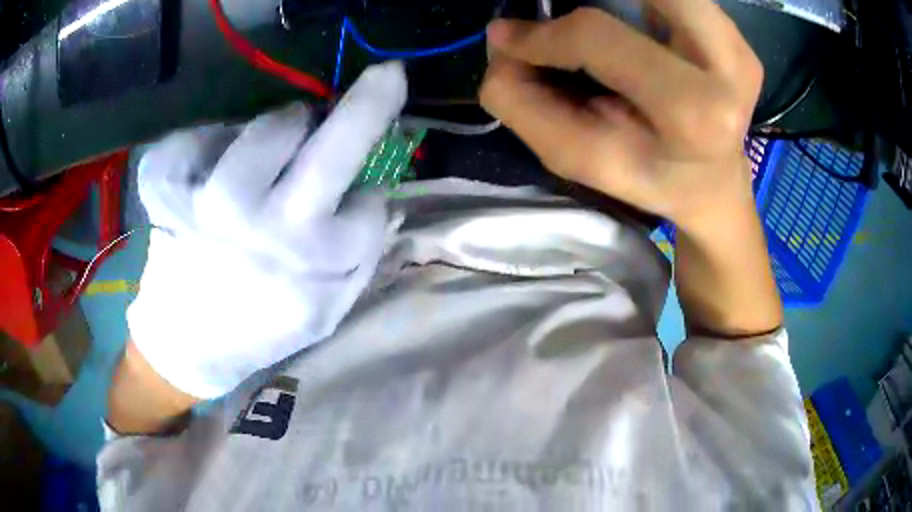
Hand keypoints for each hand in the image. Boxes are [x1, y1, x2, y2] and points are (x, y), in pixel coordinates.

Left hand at [126, 63, 406, 398]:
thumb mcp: (326, 312)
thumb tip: (376, 200)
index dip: (366, 205)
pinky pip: (196, 138)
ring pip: (271, 126)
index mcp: (313, 259)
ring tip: (276, 146)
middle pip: (337, 140)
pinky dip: (205, 142)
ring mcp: (209, 199)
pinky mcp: (168, 189)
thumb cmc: (263, 329)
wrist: (190, 345)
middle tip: (385, 78)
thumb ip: (360, 260)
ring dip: (285, 128)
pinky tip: (207, 168)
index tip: (357, 209)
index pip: (370, 205)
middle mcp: (264, 221)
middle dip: (368, 102)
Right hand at [479, 1, 763, 230]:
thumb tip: (503, 43)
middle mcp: (729, 67)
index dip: (543, 34)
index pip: (600, 38)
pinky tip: (635, 24)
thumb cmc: (650, 176)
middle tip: (559, 17)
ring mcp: (738, 45)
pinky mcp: (737, 34)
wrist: (713, 183)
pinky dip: (642, 3)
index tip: (509, 38)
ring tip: (601, 23)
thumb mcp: (582, 159)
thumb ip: (526, 105)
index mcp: (694, 112)